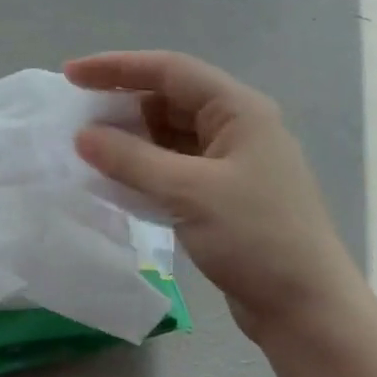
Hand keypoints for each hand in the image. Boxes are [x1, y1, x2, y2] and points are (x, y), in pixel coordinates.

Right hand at [65, 51, 362, 350]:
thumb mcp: (189, 192)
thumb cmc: (256, 238)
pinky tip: (112, 179)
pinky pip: (173, 167)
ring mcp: (230, 163)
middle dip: (121, 104)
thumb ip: (131, 160)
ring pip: (169, 136)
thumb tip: (82, 136)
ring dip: (129, 139)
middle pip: (169, 100)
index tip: (70, 75)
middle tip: (74, 114)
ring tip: (85, 146)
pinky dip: (143, 168)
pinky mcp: (222, 195)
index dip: (117, 67)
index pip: (170, 71)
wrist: (306, 309)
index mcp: (239, 110)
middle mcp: (236, 127)